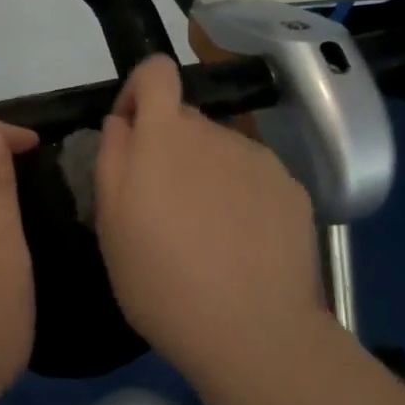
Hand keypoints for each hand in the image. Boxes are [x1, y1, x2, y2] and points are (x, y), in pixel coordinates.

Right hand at [94, 56, 325, 381]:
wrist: (254, 333)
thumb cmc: (162, 281)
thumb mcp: (111, 224)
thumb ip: (112, 157)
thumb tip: (123, 122)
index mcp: (166, 135)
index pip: (156, 71)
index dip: (140, 91)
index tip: (132, 133)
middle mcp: (216, 133)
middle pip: (186, 120)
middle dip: (169, 148)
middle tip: (162, 208)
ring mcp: (260, 159)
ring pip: (221, 150)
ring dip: (206, 174)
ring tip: (205, 234)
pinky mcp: (293, 189)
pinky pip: (255, 177)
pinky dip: (242, 196)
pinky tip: (242, 244)